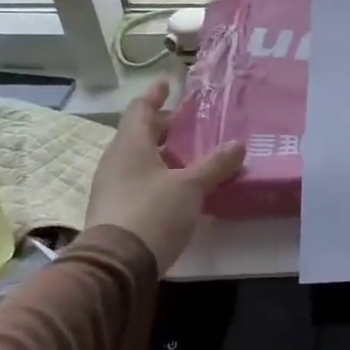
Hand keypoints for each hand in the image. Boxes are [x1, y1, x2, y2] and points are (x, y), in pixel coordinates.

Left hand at [85, 81, 244, 270]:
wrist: (116, 265)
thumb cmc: (153, 212)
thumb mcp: (191, 186)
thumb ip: (215, 164)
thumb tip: (238, 145)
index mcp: (130, 145)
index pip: (141, 109)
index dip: (155, 95)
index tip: (168, 84)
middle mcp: (116, 161)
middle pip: (141, 135)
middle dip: (166, 129)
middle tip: (192, 126)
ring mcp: (112, 187)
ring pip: (140, 160)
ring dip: (164, 155)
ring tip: (193, 158)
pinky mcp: (115, 210)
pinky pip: (139, 182)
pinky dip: (160, 177)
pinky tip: (181, 189)